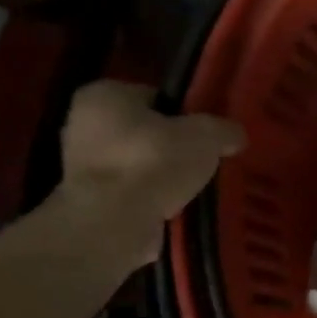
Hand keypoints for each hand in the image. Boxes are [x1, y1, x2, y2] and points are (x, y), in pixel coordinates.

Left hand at [55, 81, 244, 267]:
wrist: (115, 222)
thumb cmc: (154, 162)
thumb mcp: (205, 136)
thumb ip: (223, 130)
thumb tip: (235, 135)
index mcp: (104, 95)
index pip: (153, 97)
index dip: (183, 114)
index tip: (205, 134)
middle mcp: (82, 125)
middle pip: (143, 133)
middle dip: (171, 148)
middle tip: (202, 163)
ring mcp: (80, 168)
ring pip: (137, 167)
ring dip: (162, 179)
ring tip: (192, 191)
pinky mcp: (89, 203)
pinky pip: (131, 196)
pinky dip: (151, 203)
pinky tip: (175, 212)